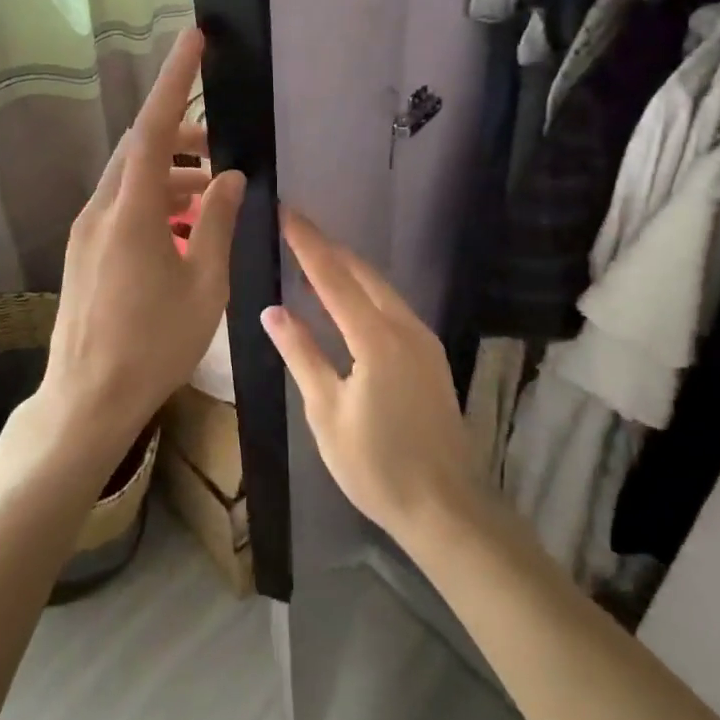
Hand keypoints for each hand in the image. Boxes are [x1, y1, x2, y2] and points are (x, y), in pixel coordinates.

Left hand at [38, 28, 245, 471]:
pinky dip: (156, 203)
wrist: (86, 400)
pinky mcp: (84, 250)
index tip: (194, 39)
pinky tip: (185, 230)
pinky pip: (123, 206)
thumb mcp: (204, 285)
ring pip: (132, 179)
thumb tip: (232, 177)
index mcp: (131, 212)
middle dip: (182, 137)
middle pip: (140, 148)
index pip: (152, 127)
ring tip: (214, 197)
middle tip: (223, 149)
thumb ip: (218, 223)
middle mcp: (101, 210)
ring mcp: (87, 230)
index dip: (174, 80)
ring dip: (172, 176)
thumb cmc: (153, 347)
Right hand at [262, 208, 475, 548]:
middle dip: (328, 247)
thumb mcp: (326, 412)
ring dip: (347, 268)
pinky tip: (348, 299)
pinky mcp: (430, 356)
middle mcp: (405, 327)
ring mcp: (423, 340)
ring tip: (314, 257)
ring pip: (381, 287)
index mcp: (376, 337)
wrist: (447, 509)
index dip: (307, 242)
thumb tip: (272, 310)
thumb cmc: (377, 465)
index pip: (333, 276)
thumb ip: (301, 354)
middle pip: (362, 273)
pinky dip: (365, 291)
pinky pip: (392, 307)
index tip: (285, 210)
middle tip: (295, 228)